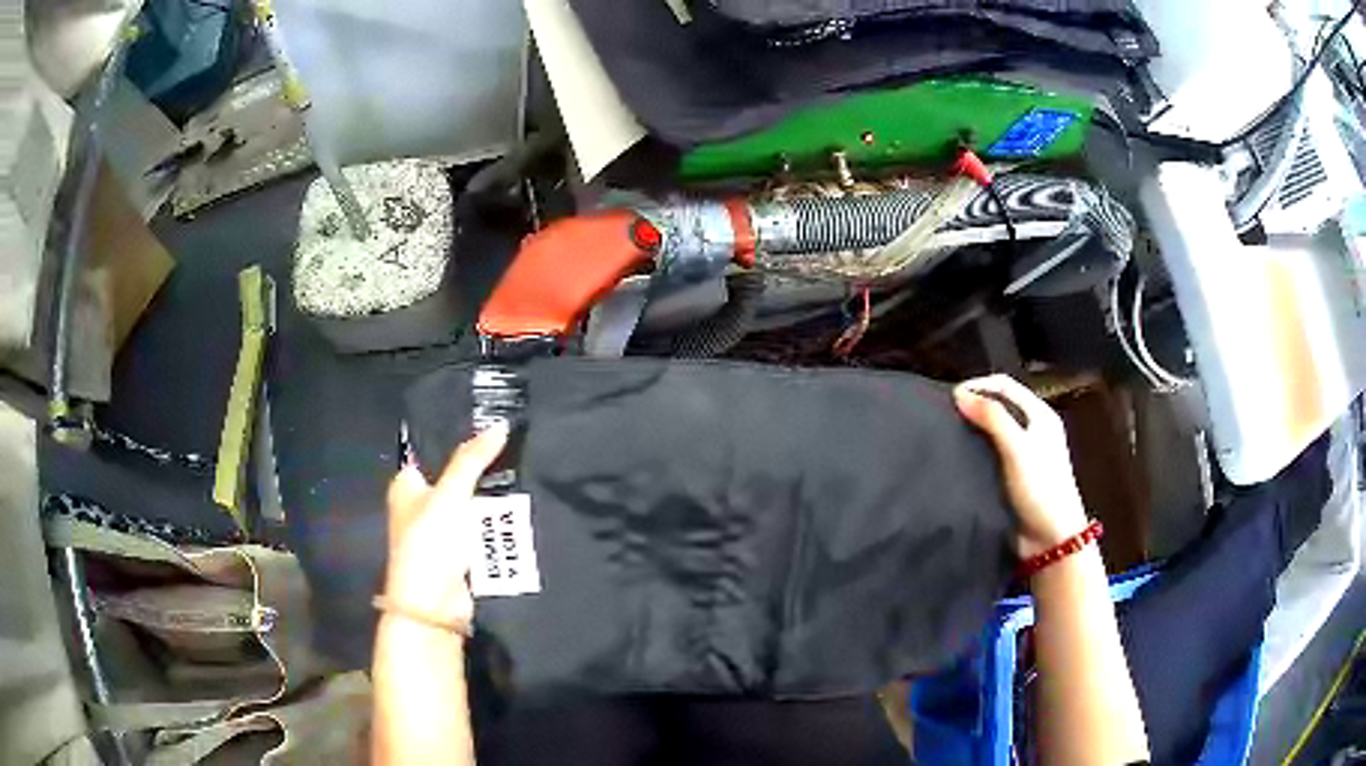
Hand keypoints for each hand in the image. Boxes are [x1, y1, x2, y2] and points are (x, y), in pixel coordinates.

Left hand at [384, 424, 508, 625]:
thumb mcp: (450, 493)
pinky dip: (497, 520)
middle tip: (513, 442)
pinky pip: (482, 527)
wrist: (435, 603)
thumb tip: (500, 424)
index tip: (487, 419)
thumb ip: (473, 459)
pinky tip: (520, 503)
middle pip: (454, 476)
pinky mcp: (461, 552)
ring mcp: (441, 530)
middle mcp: (420, 505)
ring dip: (492, 495)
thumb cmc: (430, 542)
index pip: (430, 449)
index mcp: (406, 485)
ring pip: (472, 502)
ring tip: (526, 467)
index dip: (455, 436)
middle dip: (480, 466)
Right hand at [953, 375, 1088, 558]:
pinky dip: (974, 451)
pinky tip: (959, 458)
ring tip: (947, 435)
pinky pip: (990, 455)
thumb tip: (959, 394)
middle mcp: (1032, 429)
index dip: (978, 385)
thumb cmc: (1040, 488)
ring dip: (972, 429)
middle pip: (999, 405)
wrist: (1050, 538)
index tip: (949, 398)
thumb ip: (992, 418)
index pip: (1004, 384)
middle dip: (973, 405)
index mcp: (1040, 414)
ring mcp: (1023, 454)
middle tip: (945, 416)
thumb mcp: (1017, 448)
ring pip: (993, 430)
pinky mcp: (1012, 476)